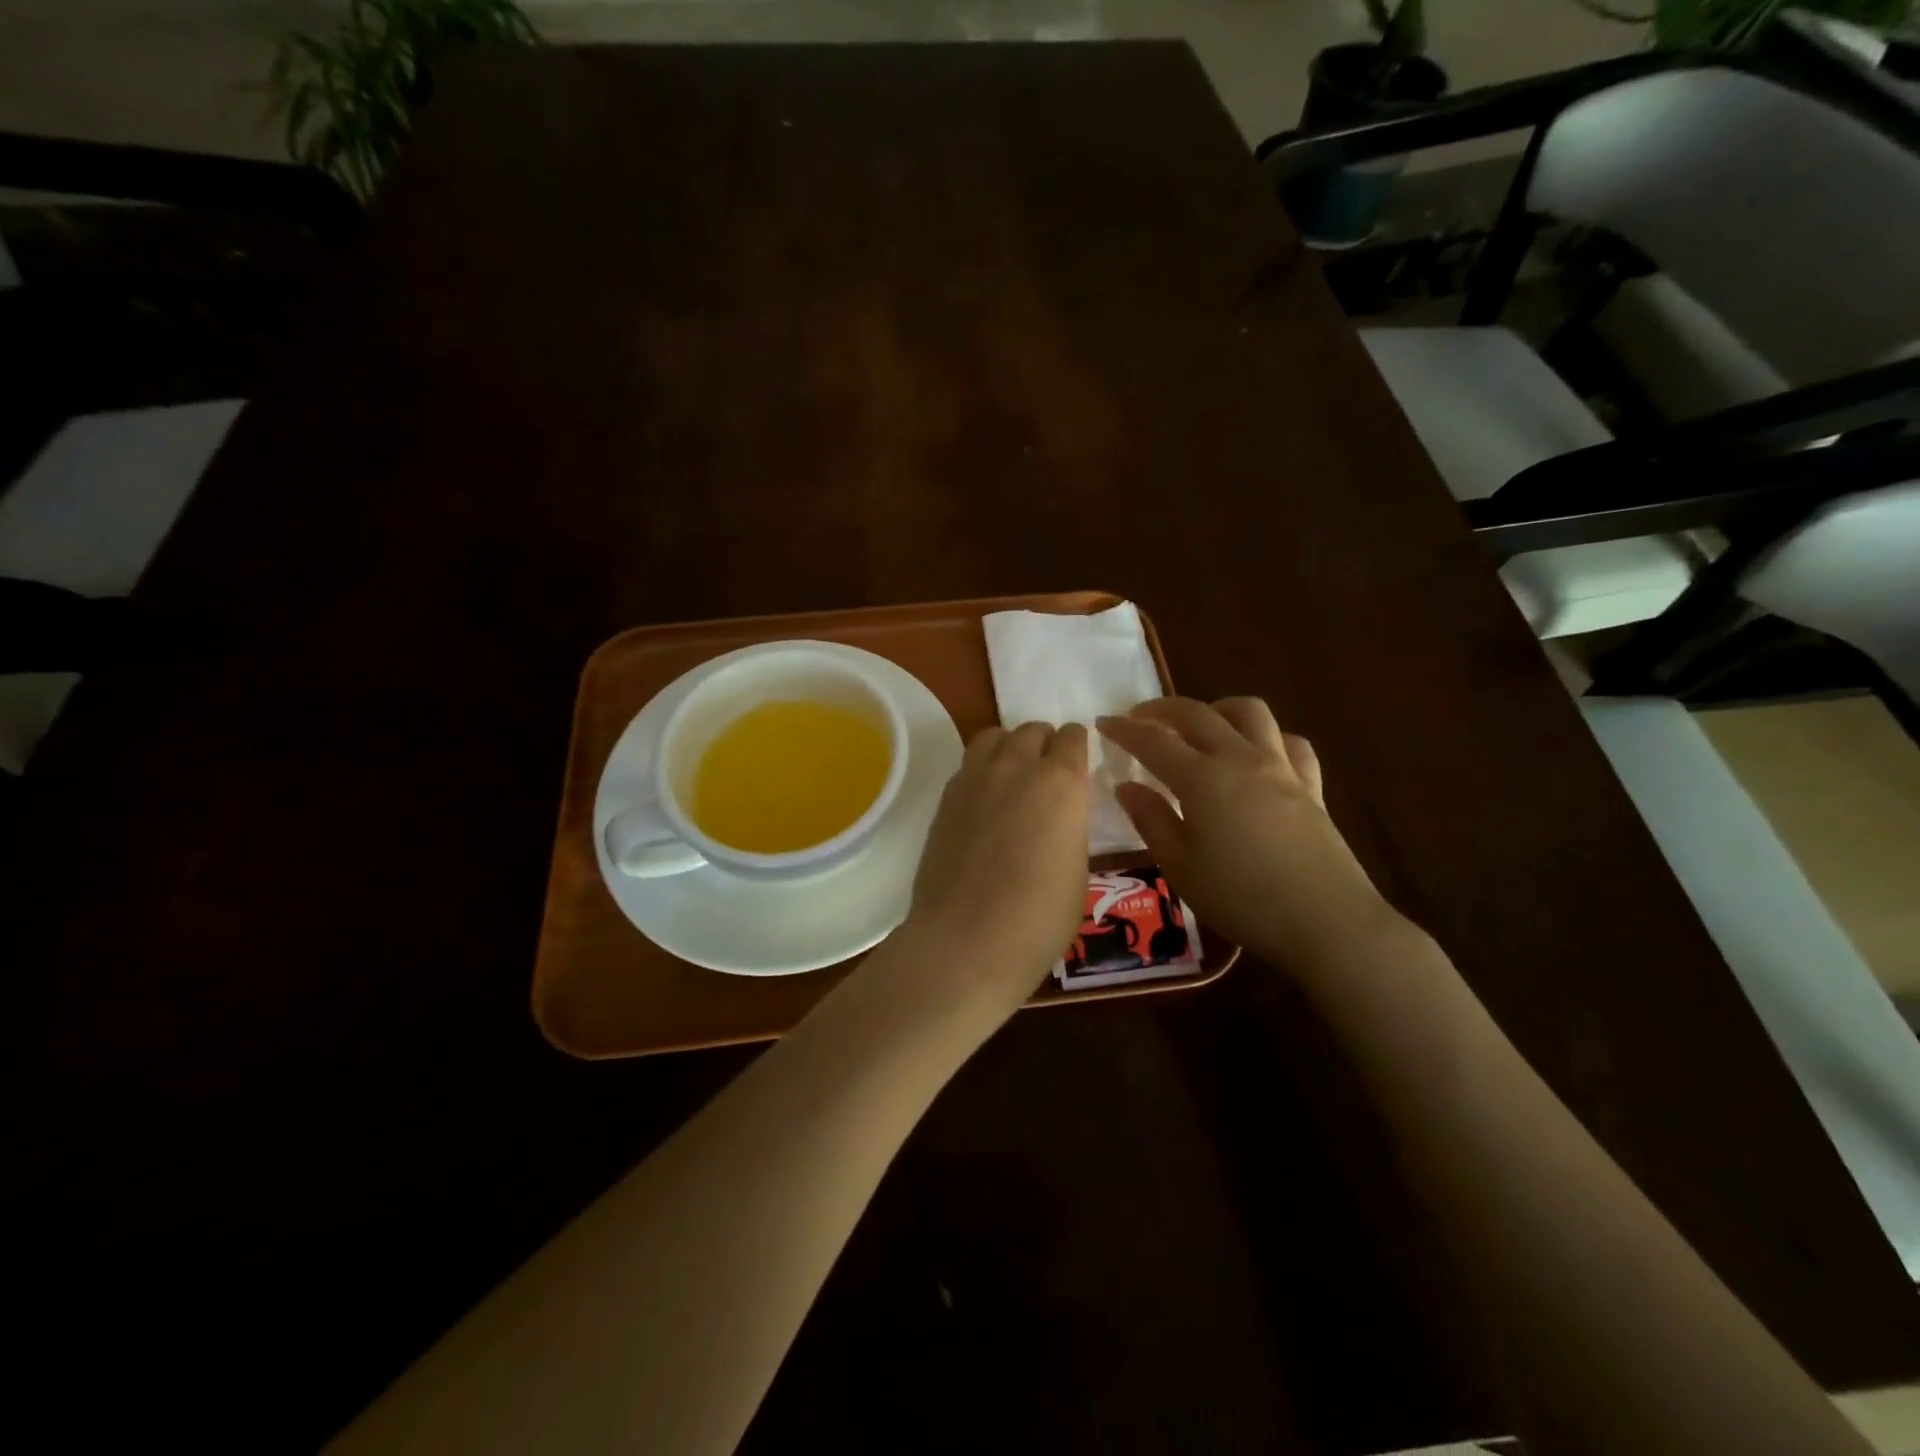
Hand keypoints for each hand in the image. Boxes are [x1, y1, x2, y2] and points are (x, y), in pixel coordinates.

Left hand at [893, 721, 1090, 1025]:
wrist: (965, 942)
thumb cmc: (1038, 919)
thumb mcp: (1078, 872)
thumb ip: (1070, 828)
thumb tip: (1058, 817)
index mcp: (1062, 783)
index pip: (1072, 737)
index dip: (1077, 747)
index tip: (1078, 764)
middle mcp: (1017, 767)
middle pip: (1032, 730)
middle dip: (1044, 744)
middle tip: (1047, 775)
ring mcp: (975, 778)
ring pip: (995, 736)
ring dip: (1009, 747)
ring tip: (1013, 778)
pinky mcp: (945, 797)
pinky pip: (968, 764)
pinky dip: (982, 770)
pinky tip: (984, 801)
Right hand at [1097, 698, 1410, 972]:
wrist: (1326, 921)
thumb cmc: (1241, 898)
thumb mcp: (1180, 866)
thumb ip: (1151, 820)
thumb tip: (1126, 786)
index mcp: (1202, 779)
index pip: (1154, 742)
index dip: (1124, 729)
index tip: (1103, 723)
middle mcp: (1240, 759)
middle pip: (1198, 714)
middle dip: (1163, 708)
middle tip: (1140, 716)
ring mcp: (1281, 768)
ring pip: (1250, 712)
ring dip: (1218, 708)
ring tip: (1202, 724)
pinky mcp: (1311, 786)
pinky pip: (1290, 742)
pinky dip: (1268, 738)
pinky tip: (1258, 754)